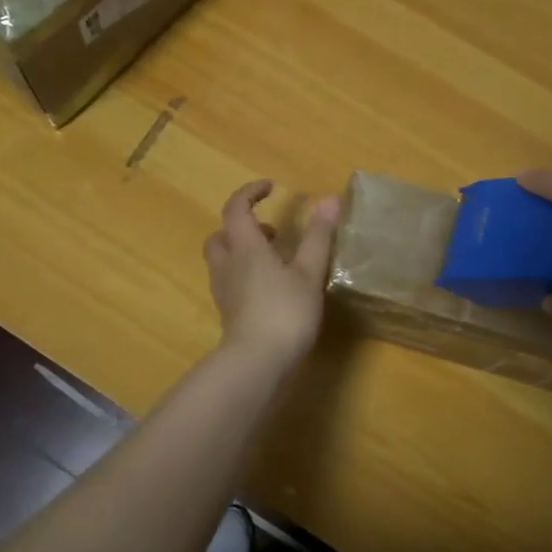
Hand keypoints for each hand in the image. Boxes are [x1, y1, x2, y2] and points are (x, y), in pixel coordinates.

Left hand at [203, 180, 341, 373]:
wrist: (256, 364)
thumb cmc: (284, 312)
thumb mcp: (308, 272)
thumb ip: (318, 236)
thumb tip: (330, 199)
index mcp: (245, 248)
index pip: (236, 209)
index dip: (249, 193)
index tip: (270, 187)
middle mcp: (228, 265)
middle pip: (221, 235)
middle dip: (241, 227)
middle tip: (271, 232)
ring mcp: (224, 292)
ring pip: (223, 260)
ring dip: (242, 252)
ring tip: (275, 260)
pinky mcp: (228, 314)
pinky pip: (230, 282)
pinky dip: (245, 275)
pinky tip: (270, 289)